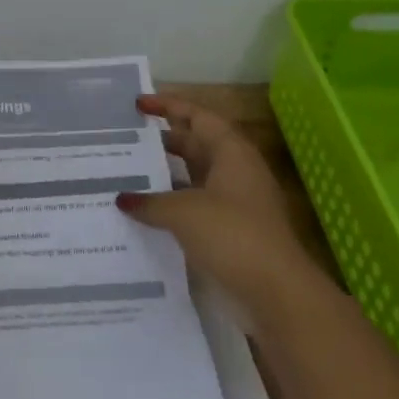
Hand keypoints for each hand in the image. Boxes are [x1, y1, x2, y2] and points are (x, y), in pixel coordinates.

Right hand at [116, 94, 302, 300]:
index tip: (138, 104)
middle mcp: (235, 172)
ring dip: (165, 175)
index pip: (198, 116)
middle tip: (127, 139)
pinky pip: (195, 206)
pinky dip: (171, 205)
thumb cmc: (232, 235)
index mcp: (231, 153)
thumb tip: (123, 199)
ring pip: (194, 177)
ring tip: (127, 174)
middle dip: (164, 140)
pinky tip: (144, 212)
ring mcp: (235, 203)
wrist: (276, 293)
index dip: (168, 106)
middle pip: (197, 144)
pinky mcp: (231, 232)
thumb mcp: (183, 212)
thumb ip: (149, 201)